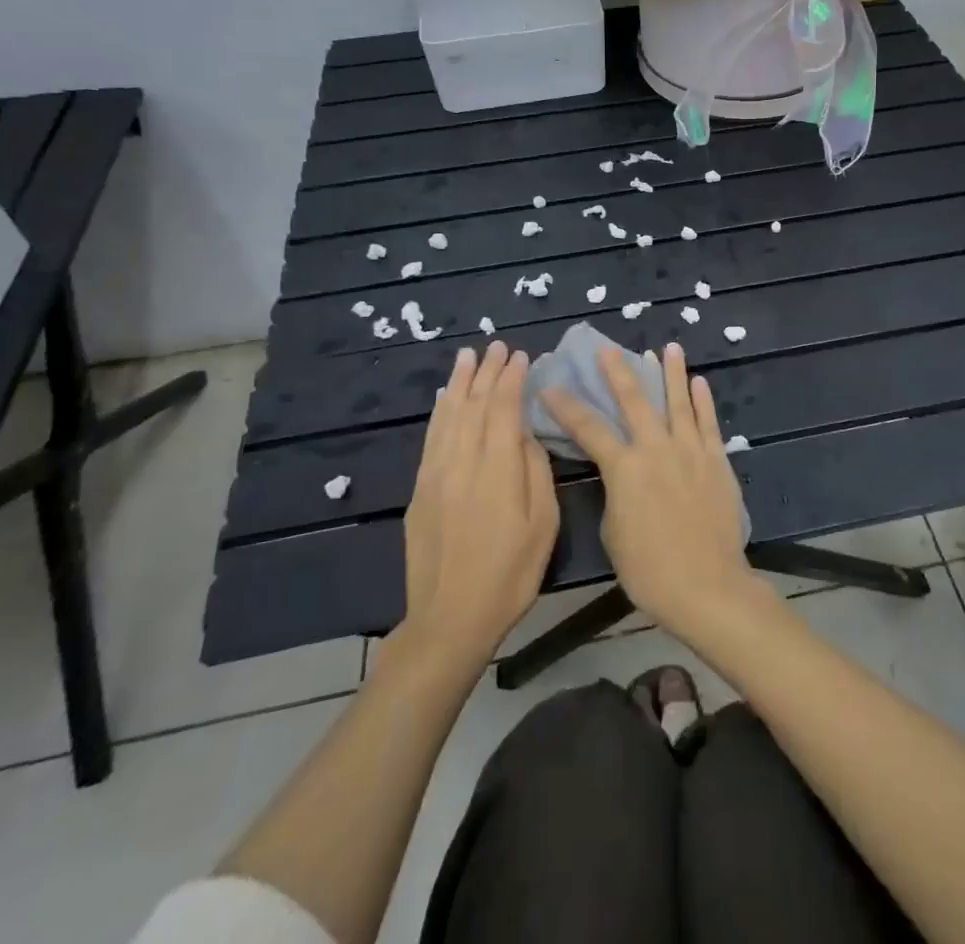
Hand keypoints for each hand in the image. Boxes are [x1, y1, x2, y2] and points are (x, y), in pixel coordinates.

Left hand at [400, 343, 558, 668]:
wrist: (451, 618)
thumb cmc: (510, 573)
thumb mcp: (543, 524)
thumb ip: (536, 471)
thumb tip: (526, 434)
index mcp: (496, 470)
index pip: (503, 409)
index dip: (511, 379)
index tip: (520, 356)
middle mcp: (462, 463)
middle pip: (474, 405)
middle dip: (487, 372)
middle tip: (497, 346)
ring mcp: (436, 475)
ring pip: (449, 416)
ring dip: (460, 382)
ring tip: (468, 355)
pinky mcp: (420, 490)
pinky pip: (431, 438)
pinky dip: (439, 412)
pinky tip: (445, 397)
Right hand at [544, 343, 754, 638]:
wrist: (706, 585)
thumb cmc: (650, 569)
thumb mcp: (614, 532)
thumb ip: (616, 494)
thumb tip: (624, 477)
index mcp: (624, 468)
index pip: (589, 429)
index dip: (568, 407)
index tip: (552, 387)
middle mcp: (656, 449)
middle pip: (635, 401)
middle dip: (619, 372)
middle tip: (609, 349)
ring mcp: (690, 451)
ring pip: (679, 402)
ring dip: (672, 372)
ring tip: (668, 347)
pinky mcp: (717, 461)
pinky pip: (709, 424)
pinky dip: (703, 401)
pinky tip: (699, 382)